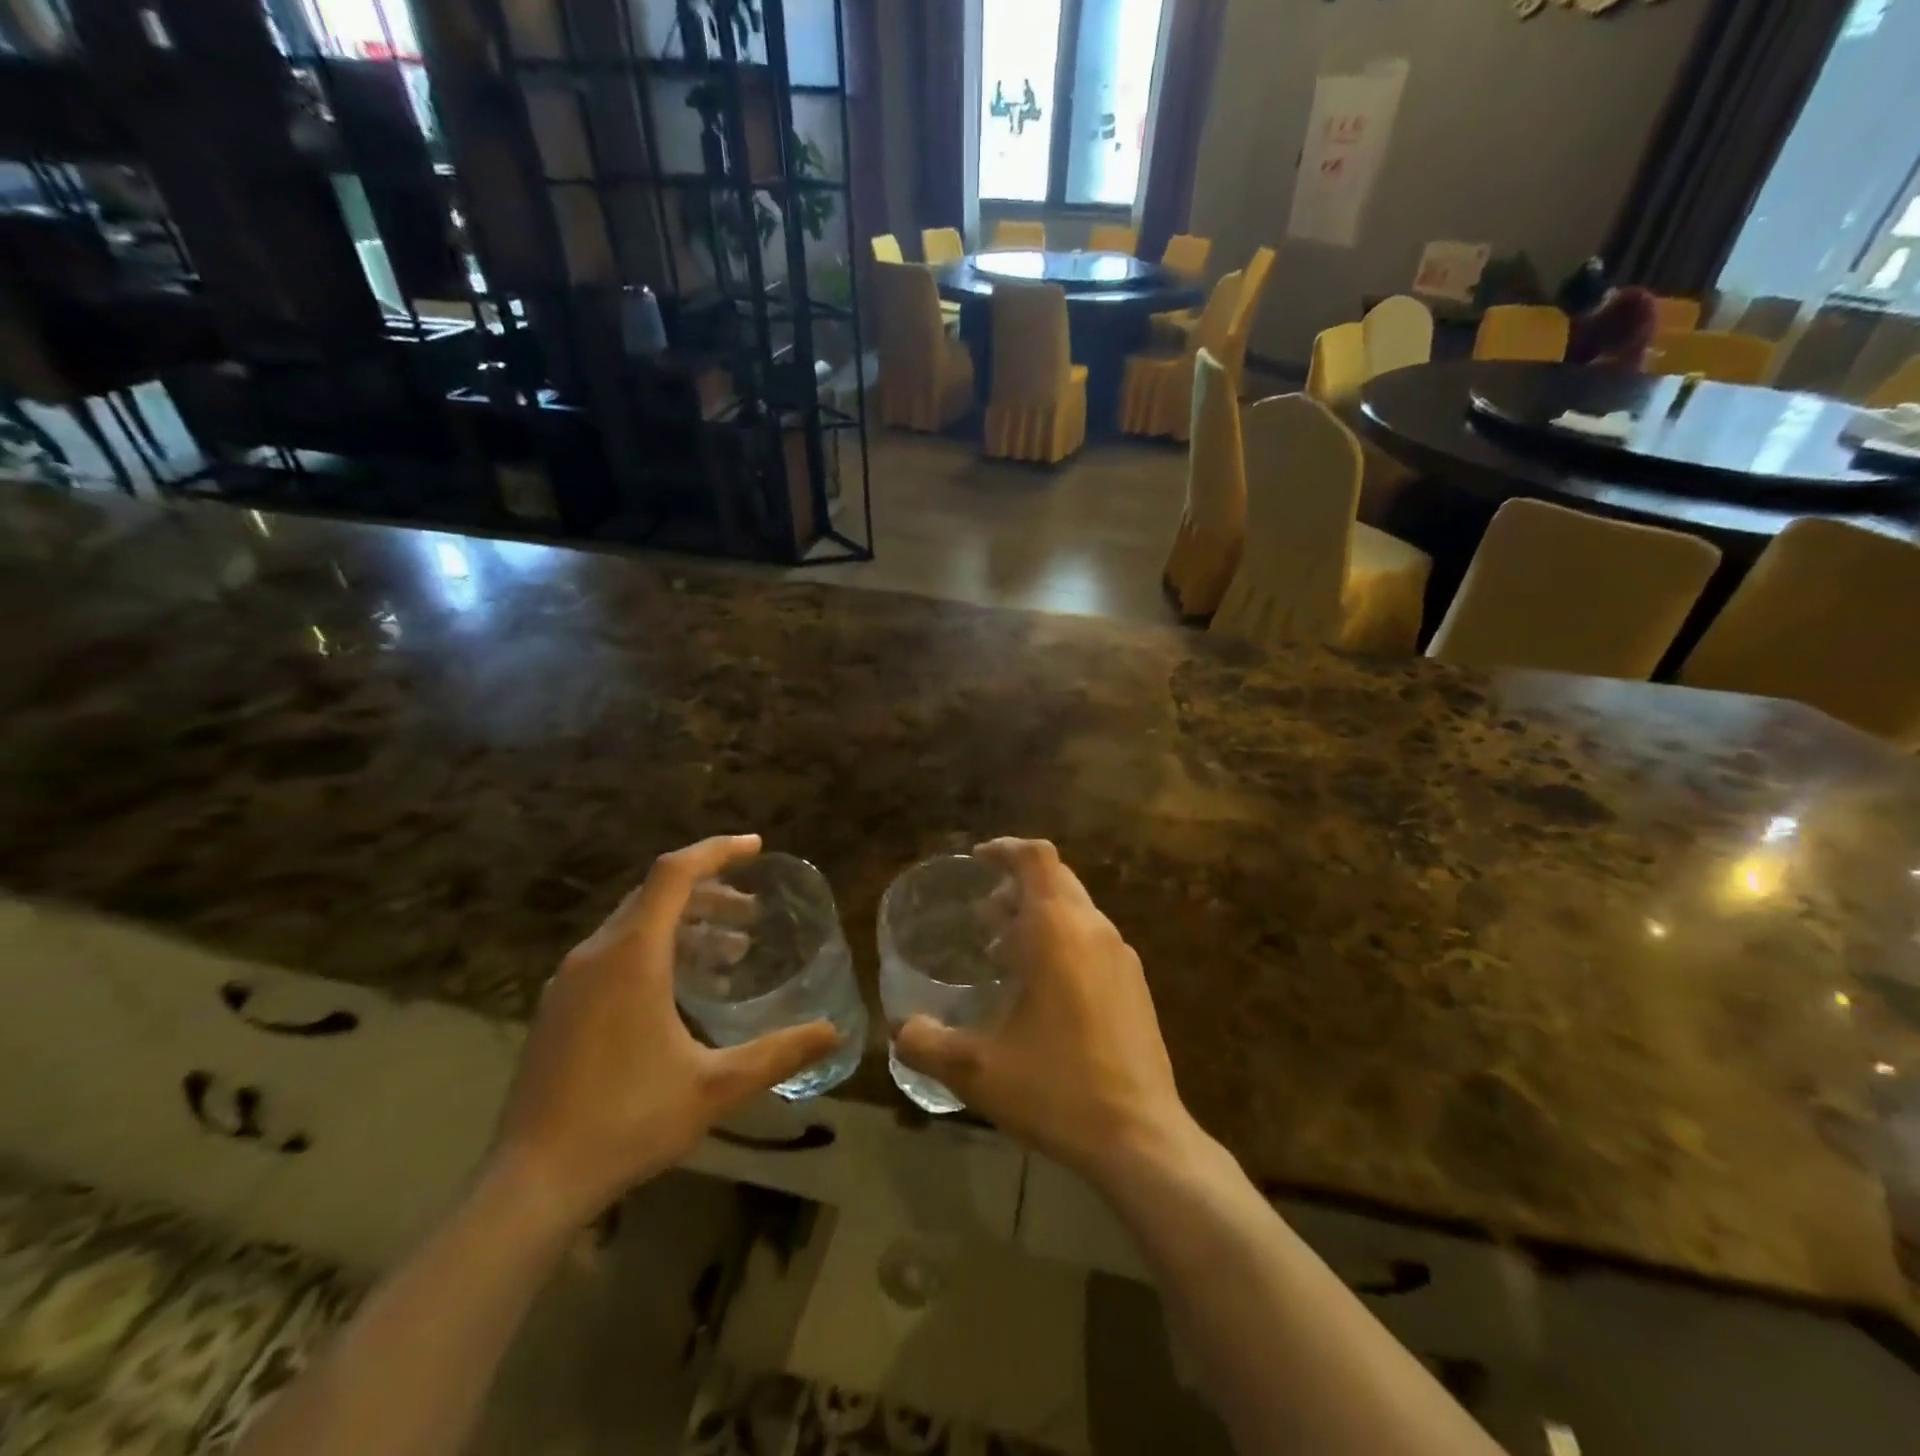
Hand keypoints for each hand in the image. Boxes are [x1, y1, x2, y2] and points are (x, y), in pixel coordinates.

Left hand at [488, 835, 839, 1231]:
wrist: (530, 1184)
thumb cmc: (627, 1121)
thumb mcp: (715, 1087)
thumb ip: (779, 1053)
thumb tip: (835, 1033)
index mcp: (632, 955)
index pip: (675, 873)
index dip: (717, 851)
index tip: (756, 848)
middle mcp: (596, 954)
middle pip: (656, 895)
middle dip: (709, 894)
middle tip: (751, 915)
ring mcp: (570, 980)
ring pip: (633, 924)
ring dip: (684, 925)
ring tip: (728, 953)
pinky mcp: (558, 1007)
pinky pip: (614, 953)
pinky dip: (655, 950)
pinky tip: (680, 991)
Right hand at [894, 838, 1196, 1186]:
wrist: (1141, 1138)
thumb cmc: (1057, 1090)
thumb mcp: (977, 1071)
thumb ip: (927, 1044)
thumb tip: (900, 1030)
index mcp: (1060, 931)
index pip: (1037, 858)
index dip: (1005, 849)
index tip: (977, 860)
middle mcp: (1095, 930)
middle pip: (1055, 879)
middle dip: (1015, 887)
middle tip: (982, 919)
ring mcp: (1122, 957)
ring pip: (1076, 909)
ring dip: (1038, 916)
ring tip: (1003, 956)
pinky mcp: (1135, 985)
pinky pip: (1092, 939)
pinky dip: (1062, 941)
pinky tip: (1041, 990)